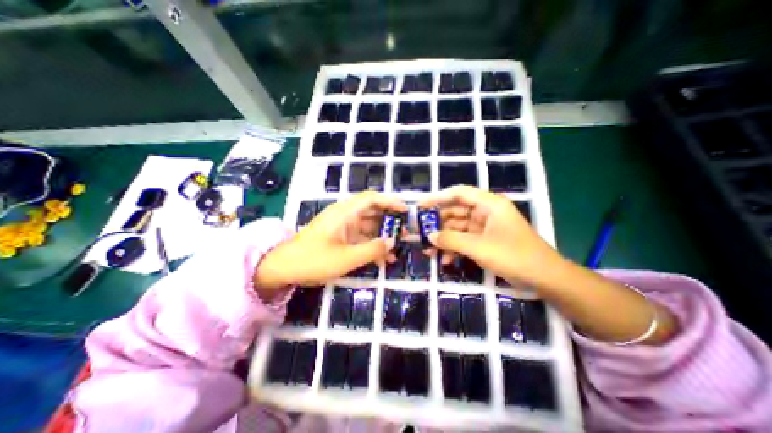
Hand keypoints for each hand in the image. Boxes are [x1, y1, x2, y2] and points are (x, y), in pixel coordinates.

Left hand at [255, 192, 408, 290]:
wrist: (284, 268)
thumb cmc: (313, 260)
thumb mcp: (346, 258)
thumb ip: (372, 250)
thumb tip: (392, 242)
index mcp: (344, 213)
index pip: (371, 199)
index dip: (390, 202)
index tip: (406, 211)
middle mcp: (345, 215)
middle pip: (373, 212)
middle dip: (390, 221)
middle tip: (406, 232)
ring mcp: (343, 227)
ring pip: (369, 226)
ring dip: (383, 236)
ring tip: (398, 248)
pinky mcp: (341, 237)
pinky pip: (361, 237)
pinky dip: (372, 245)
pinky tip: (384, 259)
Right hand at [420, 187, 565, 287]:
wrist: (545, 278)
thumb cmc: (514, 256)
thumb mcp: (479, 248)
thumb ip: (452, 240)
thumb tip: (430, 236)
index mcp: (489, 204)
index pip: (459, 194)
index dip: (438, 197)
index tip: (421, 206)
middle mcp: (486, 212)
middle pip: (456, 212)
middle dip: (438, 224)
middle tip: (420, 233)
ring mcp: (485, 227)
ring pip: (458, 228)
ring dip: (444, 239)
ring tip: (428, 251)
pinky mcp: (485, 240)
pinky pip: (465, 240)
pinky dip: (454, 248)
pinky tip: (445, 260)